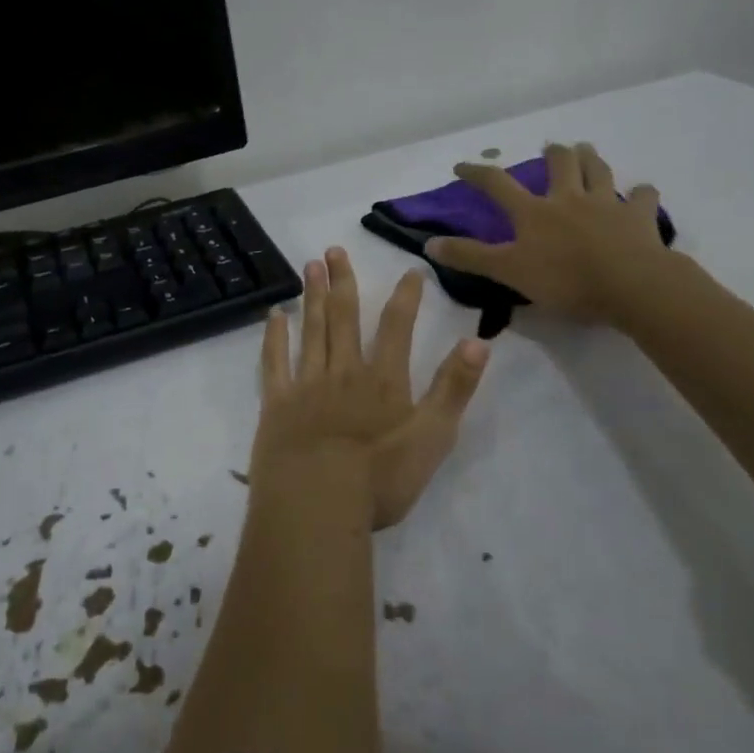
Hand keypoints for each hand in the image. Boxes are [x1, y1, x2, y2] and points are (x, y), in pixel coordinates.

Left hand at [251, 248, 489, 530]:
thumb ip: (454, 389)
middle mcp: (344, 372)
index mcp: (383, 380)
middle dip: (343, 281)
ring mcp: (307, 384)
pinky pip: (274, 361)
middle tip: (334, 250)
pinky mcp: (277, 402)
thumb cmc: (379, 479)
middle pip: (345, 317)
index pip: (397, 327)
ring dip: (312, 296)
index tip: (410, 270)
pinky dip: (275, 336)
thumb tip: (478, 341)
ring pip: (311, 330)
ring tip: (310, 265)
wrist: (316, 502)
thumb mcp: (433, 438)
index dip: (405, 297)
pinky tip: (275, 315)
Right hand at [425, 142, 677, 326]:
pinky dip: (641, 193)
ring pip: (598, 171)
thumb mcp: (507, 271)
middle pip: (559, 164)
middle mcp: (568, 199)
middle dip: (553, 153)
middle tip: (551, 148)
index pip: (497, 184)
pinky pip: (643, 197)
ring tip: (587, 150)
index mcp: (533, 212)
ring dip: (591, 158)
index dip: (477, 173)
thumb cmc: (564, 280)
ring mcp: (606, 204)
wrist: (630, 285)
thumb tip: (429, 243)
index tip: (462, 166)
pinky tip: (641, 193)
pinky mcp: (639, 218)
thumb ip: (469, 257)